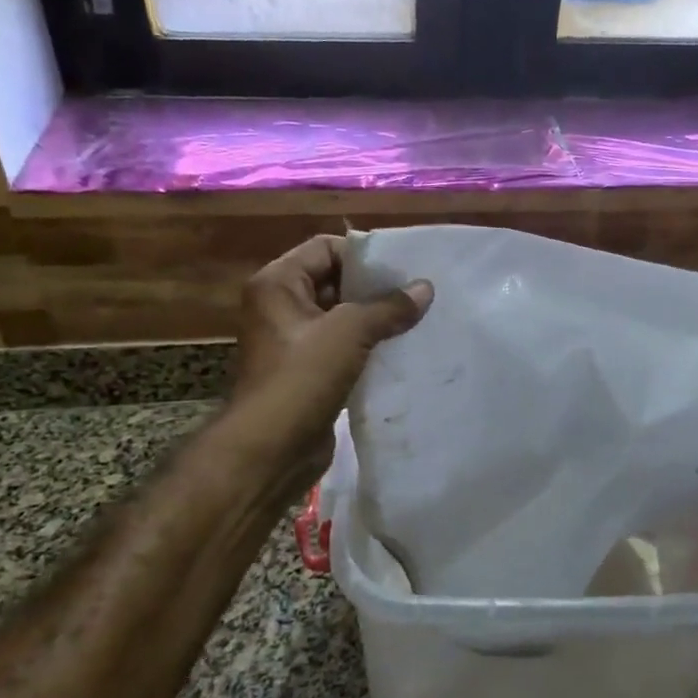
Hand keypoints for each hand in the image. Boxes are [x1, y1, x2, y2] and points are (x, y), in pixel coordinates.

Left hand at [224, 235, 431, 491]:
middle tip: (419, 292)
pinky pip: (344, 348)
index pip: (325, 248)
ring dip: (376, 319)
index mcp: (278, 284)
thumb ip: (388, 307)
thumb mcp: (349, 332)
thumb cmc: (302, 377)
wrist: (271, 449)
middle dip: (375, 288)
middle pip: (335, 281)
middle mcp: (282, 307)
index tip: (405, 266)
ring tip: (418, 319)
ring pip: (342, 318)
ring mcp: (295, 342)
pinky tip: (402, 350)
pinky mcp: (310, 372)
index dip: (364, 254)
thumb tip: (425, 288)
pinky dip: (370, 347)